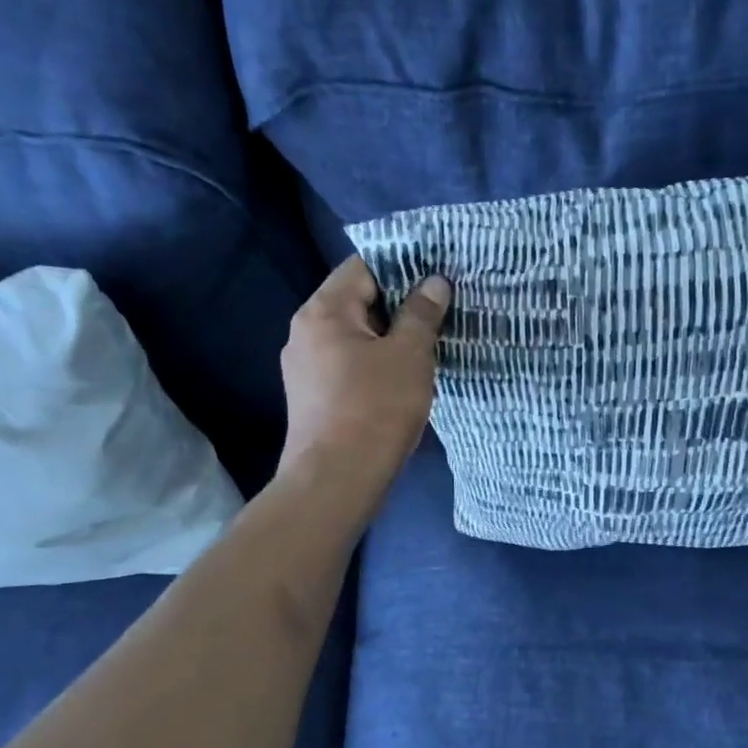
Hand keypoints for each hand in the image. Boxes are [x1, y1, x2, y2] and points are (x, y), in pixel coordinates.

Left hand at [277, 255, 450, 523]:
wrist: (336, 480)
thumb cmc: (375, 409)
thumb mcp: (409, 356)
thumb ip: (422, 314)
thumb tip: (435, 282)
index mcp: (323, 311)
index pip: (363, 267)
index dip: (403, 267)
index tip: (438, 276)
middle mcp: (305, 332)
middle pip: (357, 301)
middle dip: (400, 305)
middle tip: (442, 311)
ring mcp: (304, 367)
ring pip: (355, 336)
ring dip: (390, 337)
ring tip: (429, 344)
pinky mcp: (313, 397)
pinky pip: (349, 364)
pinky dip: (376, 362)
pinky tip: (403, 378)